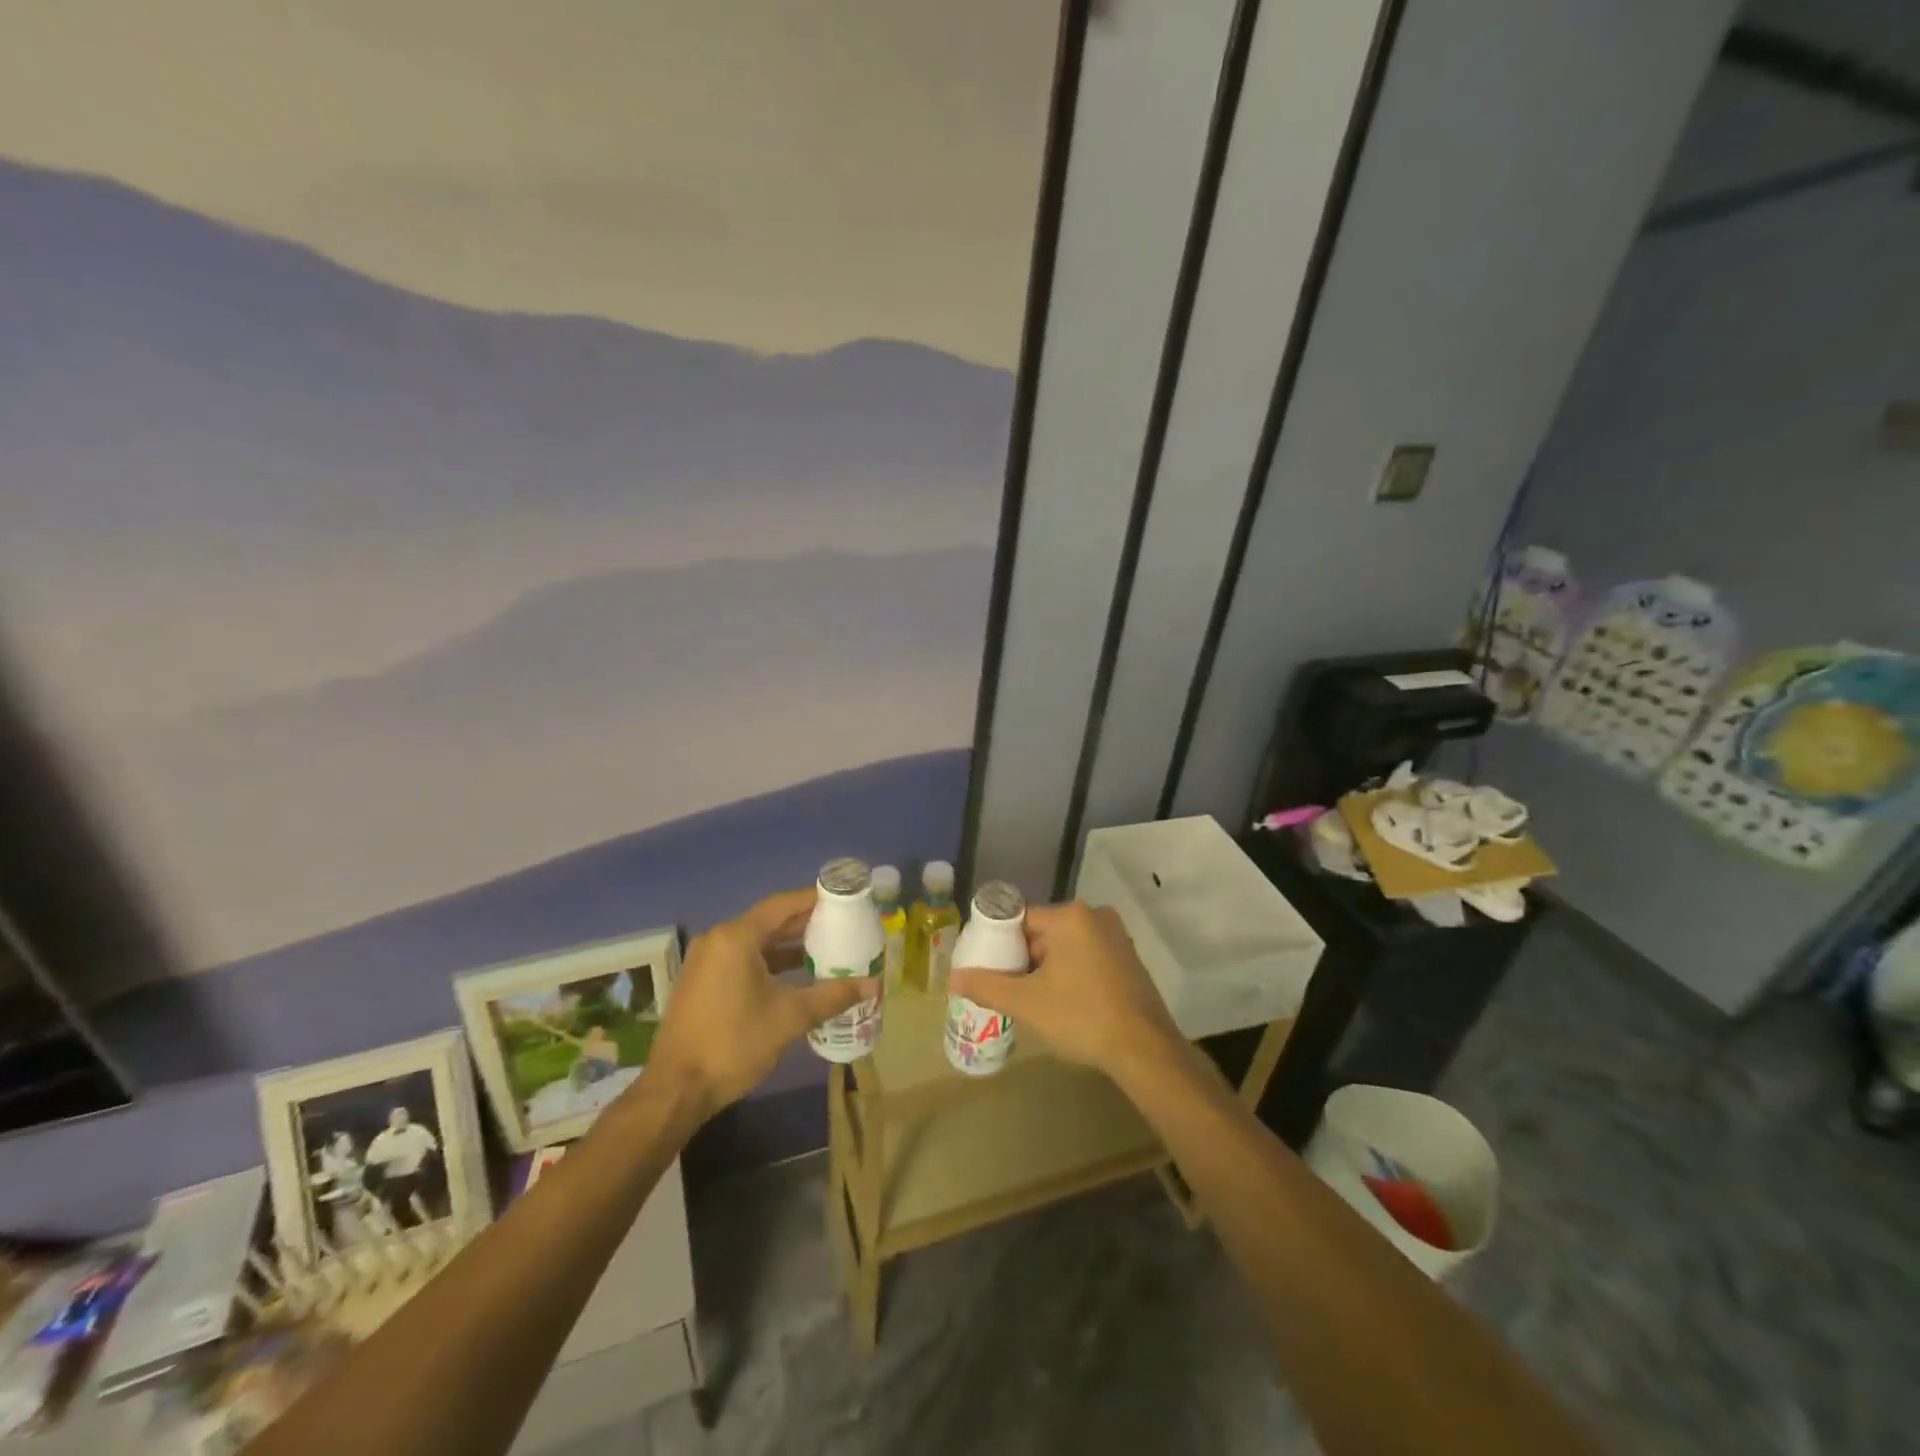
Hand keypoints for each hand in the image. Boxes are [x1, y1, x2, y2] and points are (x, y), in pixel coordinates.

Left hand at [646, 889, 876, 1120]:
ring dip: (789, 946)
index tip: (845, 900)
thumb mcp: (790, 1017)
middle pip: (770, 921)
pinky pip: (743, 959)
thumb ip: (833, 995)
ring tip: (828, 949)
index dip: (815, 900)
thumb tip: (874, 985)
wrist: (676, 1090)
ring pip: (757, 942)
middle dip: (806, 924)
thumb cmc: (734, 1044)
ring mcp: (707, 961)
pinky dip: (770, 962)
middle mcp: (719, 940)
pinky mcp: (703, 982)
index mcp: (737, 937)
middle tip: (843, 925)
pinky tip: (797, 976)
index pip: (783, 905)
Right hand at [948, 901, 1181, 1082]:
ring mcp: (1116, 937)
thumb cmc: (1081, 1017)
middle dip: (1024, 958)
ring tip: (1032, 1000)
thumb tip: (952, 978)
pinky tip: (1063, 1003)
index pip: (1020, 918)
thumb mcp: (1026, 1002)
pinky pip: (1086, 957)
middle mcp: (1095, 916)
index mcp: (1070, 916)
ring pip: (1065, 946)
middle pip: (1043, 932)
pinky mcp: (1127, 959)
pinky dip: (1070, 973)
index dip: (999, 943)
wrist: (1144, 1050)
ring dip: (1046, 968)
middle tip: (1009, 989)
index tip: (988, 968)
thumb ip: (986, 985)